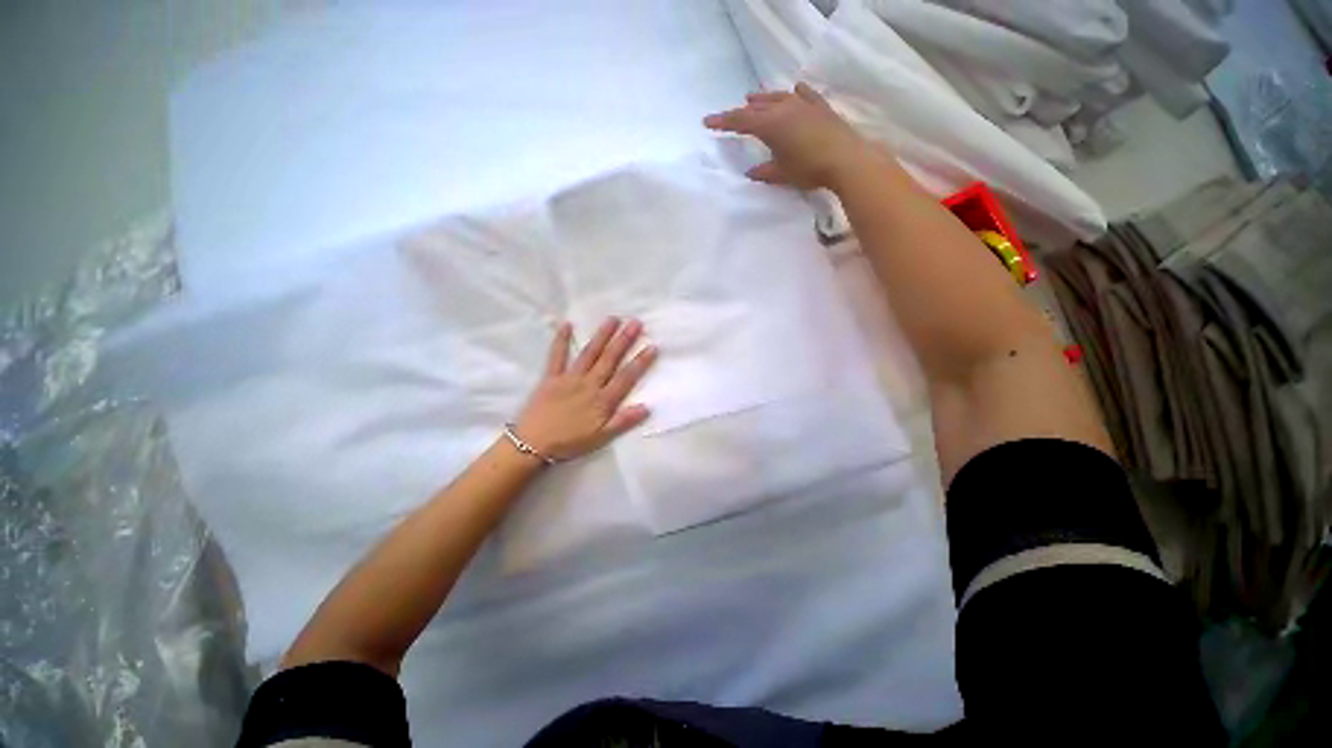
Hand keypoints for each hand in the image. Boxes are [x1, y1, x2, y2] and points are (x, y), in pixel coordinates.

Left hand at [512, 318, 657, 460]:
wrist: (533, 445)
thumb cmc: (570, 443)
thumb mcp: (601, 438)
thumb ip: (623, 421)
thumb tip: (647, 407)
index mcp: (603, 400)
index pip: (626, 377)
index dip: (640, 362)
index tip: (652, 346)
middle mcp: (589, 384)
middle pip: (610, 359)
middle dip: (624, 340)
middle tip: (635, 322)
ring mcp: (569, 378)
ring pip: (589, 353)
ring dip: (602, 335)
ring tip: (613, 319)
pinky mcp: (551, 377)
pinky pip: (556, 356)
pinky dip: (561, 340)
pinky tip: (566, 325)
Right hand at [704, 83, 871, 190]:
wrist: (845, 159)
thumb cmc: (808, 169)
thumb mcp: (782, 174)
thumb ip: (764, 172)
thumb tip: (751, 172)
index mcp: (770, 125)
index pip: (741, 121)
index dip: (723, 122)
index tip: (707, 122)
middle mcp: (784, 109)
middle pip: (757, 108)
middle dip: (739, 112)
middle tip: (727, 116)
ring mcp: (804, 105)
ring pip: (778, 98)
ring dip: (763, 99)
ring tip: (752, 98)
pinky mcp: (820, 108)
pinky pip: (805, 96)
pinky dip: (796, 93)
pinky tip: (794, 90)